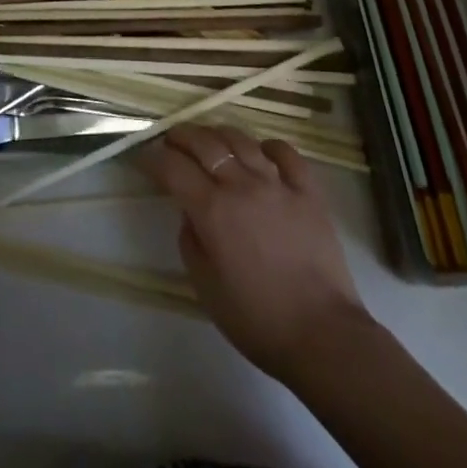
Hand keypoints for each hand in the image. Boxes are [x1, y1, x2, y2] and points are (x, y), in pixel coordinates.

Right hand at [141, 124, 374, 383]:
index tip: (145, 157)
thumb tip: (189, 212)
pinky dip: (269, 146)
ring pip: (242, 140)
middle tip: (171, 139)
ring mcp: (278, 183)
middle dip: (182, 136)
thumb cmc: (256, 319)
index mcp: (212, 210)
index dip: (154, 158)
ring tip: (209, 139)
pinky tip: (261, 151)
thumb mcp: (205, 286)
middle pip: (205, 143)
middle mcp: (242, 185)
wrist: (321, 334)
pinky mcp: (308, 191)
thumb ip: (190, 241)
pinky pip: (286, 153)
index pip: (174, 168)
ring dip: (219, 134)